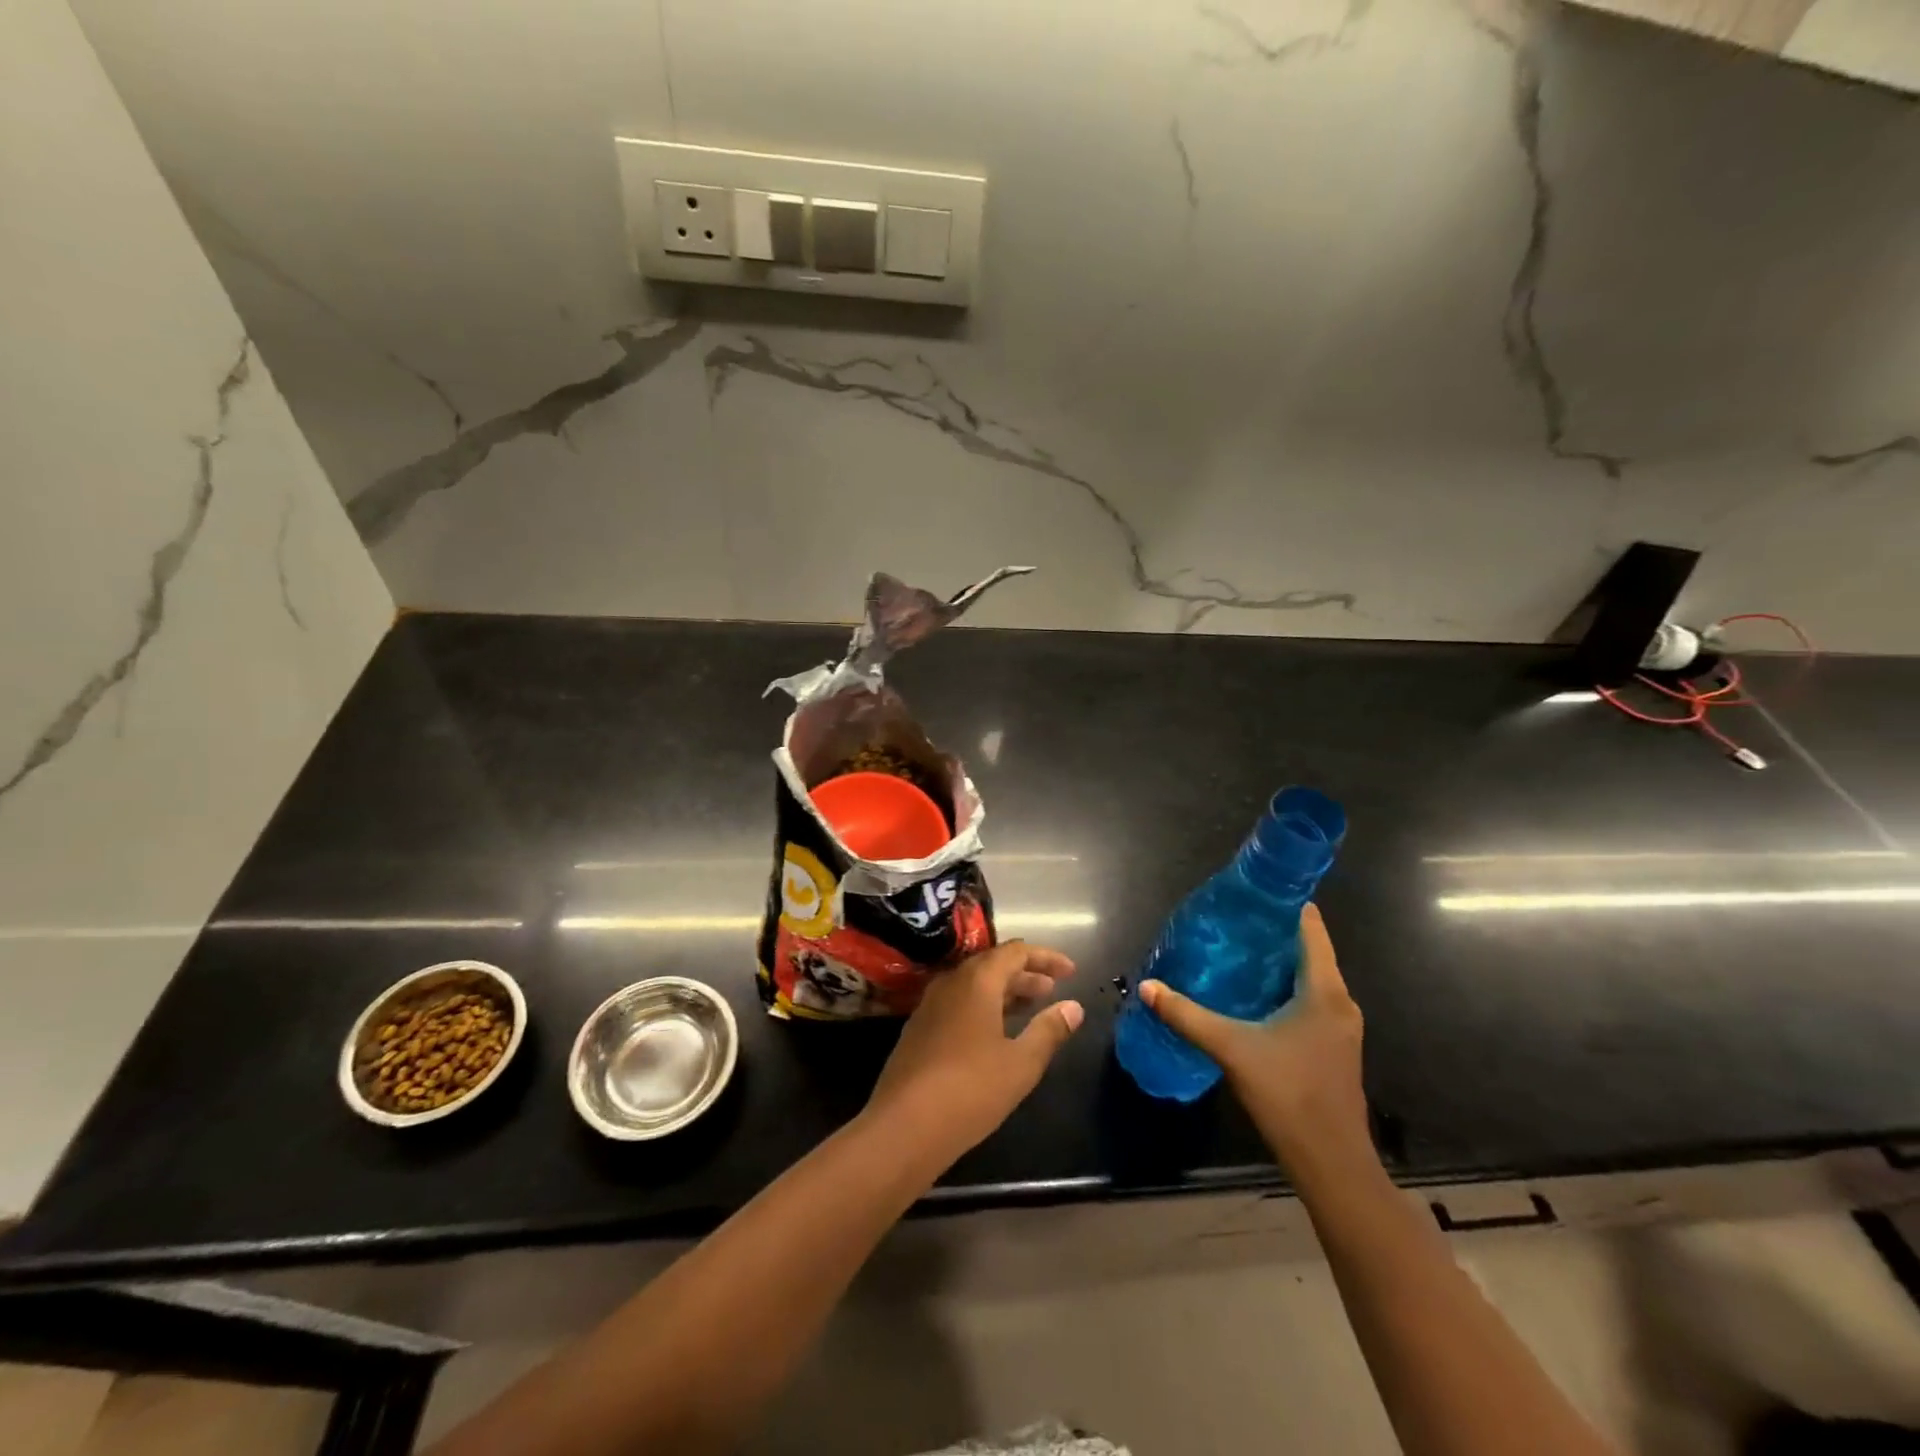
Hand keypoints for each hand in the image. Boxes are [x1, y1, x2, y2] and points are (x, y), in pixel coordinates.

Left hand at [864, 941, 1082, 1167]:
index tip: (1071, 972)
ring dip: (1004, 991)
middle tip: (1053, 990)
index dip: (1045, 957)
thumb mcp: (1021, 1063)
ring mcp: (930, 1005)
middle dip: (1026, 974)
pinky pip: (958, 1003)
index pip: (1016, 952)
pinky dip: (983, 1006)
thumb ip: (1049, 1031)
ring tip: (1030, 1008)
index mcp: (977, 981)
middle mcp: (951, 982)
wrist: (903, 1126)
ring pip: (973, 984)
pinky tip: (994, 1032)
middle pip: (993, 964)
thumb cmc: (970, 1090)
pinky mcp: (918, 1028)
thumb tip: (1074, 1007)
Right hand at [1140, 903, 1368, 1171]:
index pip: (1311, 930)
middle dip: (1271, 935)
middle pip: (1308, 952)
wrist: (1332, 1165)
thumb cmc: (1288, 1096)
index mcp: (1324, 992)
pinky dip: (1282, 989)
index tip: (1251, 893)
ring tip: (1233, 951)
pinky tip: (1249, 996)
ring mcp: (1340, 1027)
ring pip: (1308, 979)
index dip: (1285, 906)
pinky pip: (1308, 1001)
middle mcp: (1340, 1002)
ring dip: (1275, 964)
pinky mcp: (1332, 1047)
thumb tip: (1148, 987)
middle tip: (1229, 922)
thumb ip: (1187, 1016)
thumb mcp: (1232, 1049)